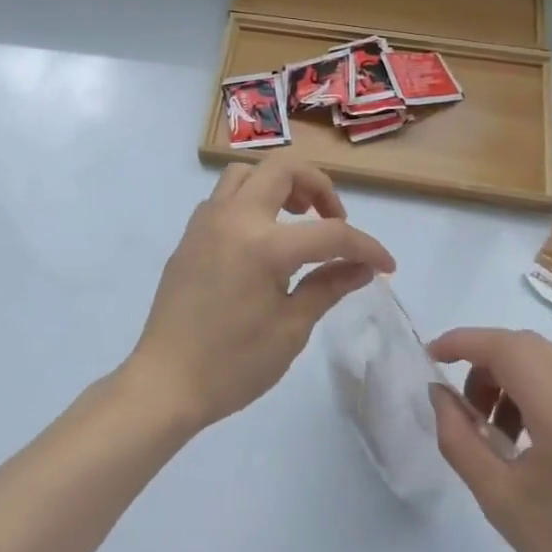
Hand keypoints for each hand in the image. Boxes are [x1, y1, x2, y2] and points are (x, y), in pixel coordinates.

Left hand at [125, 155, 395, 433]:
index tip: (386, 264)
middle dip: (318, 186)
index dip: (366, 246)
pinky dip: (249, 201)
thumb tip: (364, 267)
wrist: (165, 382)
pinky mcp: (190, 235)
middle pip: (283, 169)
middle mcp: (233, 218)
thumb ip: (328, 286)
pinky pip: (223, 197)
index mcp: (264, 245)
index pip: (330, 233)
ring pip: (247, 173)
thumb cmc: (233, 364)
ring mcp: (206, 222)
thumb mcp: (291, 329)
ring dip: (278, 185)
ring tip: (295, 219)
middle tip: (332, 219)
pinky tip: (259, 238)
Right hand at [429, 328, 551, 551]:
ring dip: (517, 377)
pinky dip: (548, 392)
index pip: (507, 349)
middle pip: (529, 348)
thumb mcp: (498, 500)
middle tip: (467, 404)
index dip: (464, 342)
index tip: (434, 355)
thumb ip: (458, 436)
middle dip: (487, 362)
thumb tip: (439, 391)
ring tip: (504, 428)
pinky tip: (542, 435)